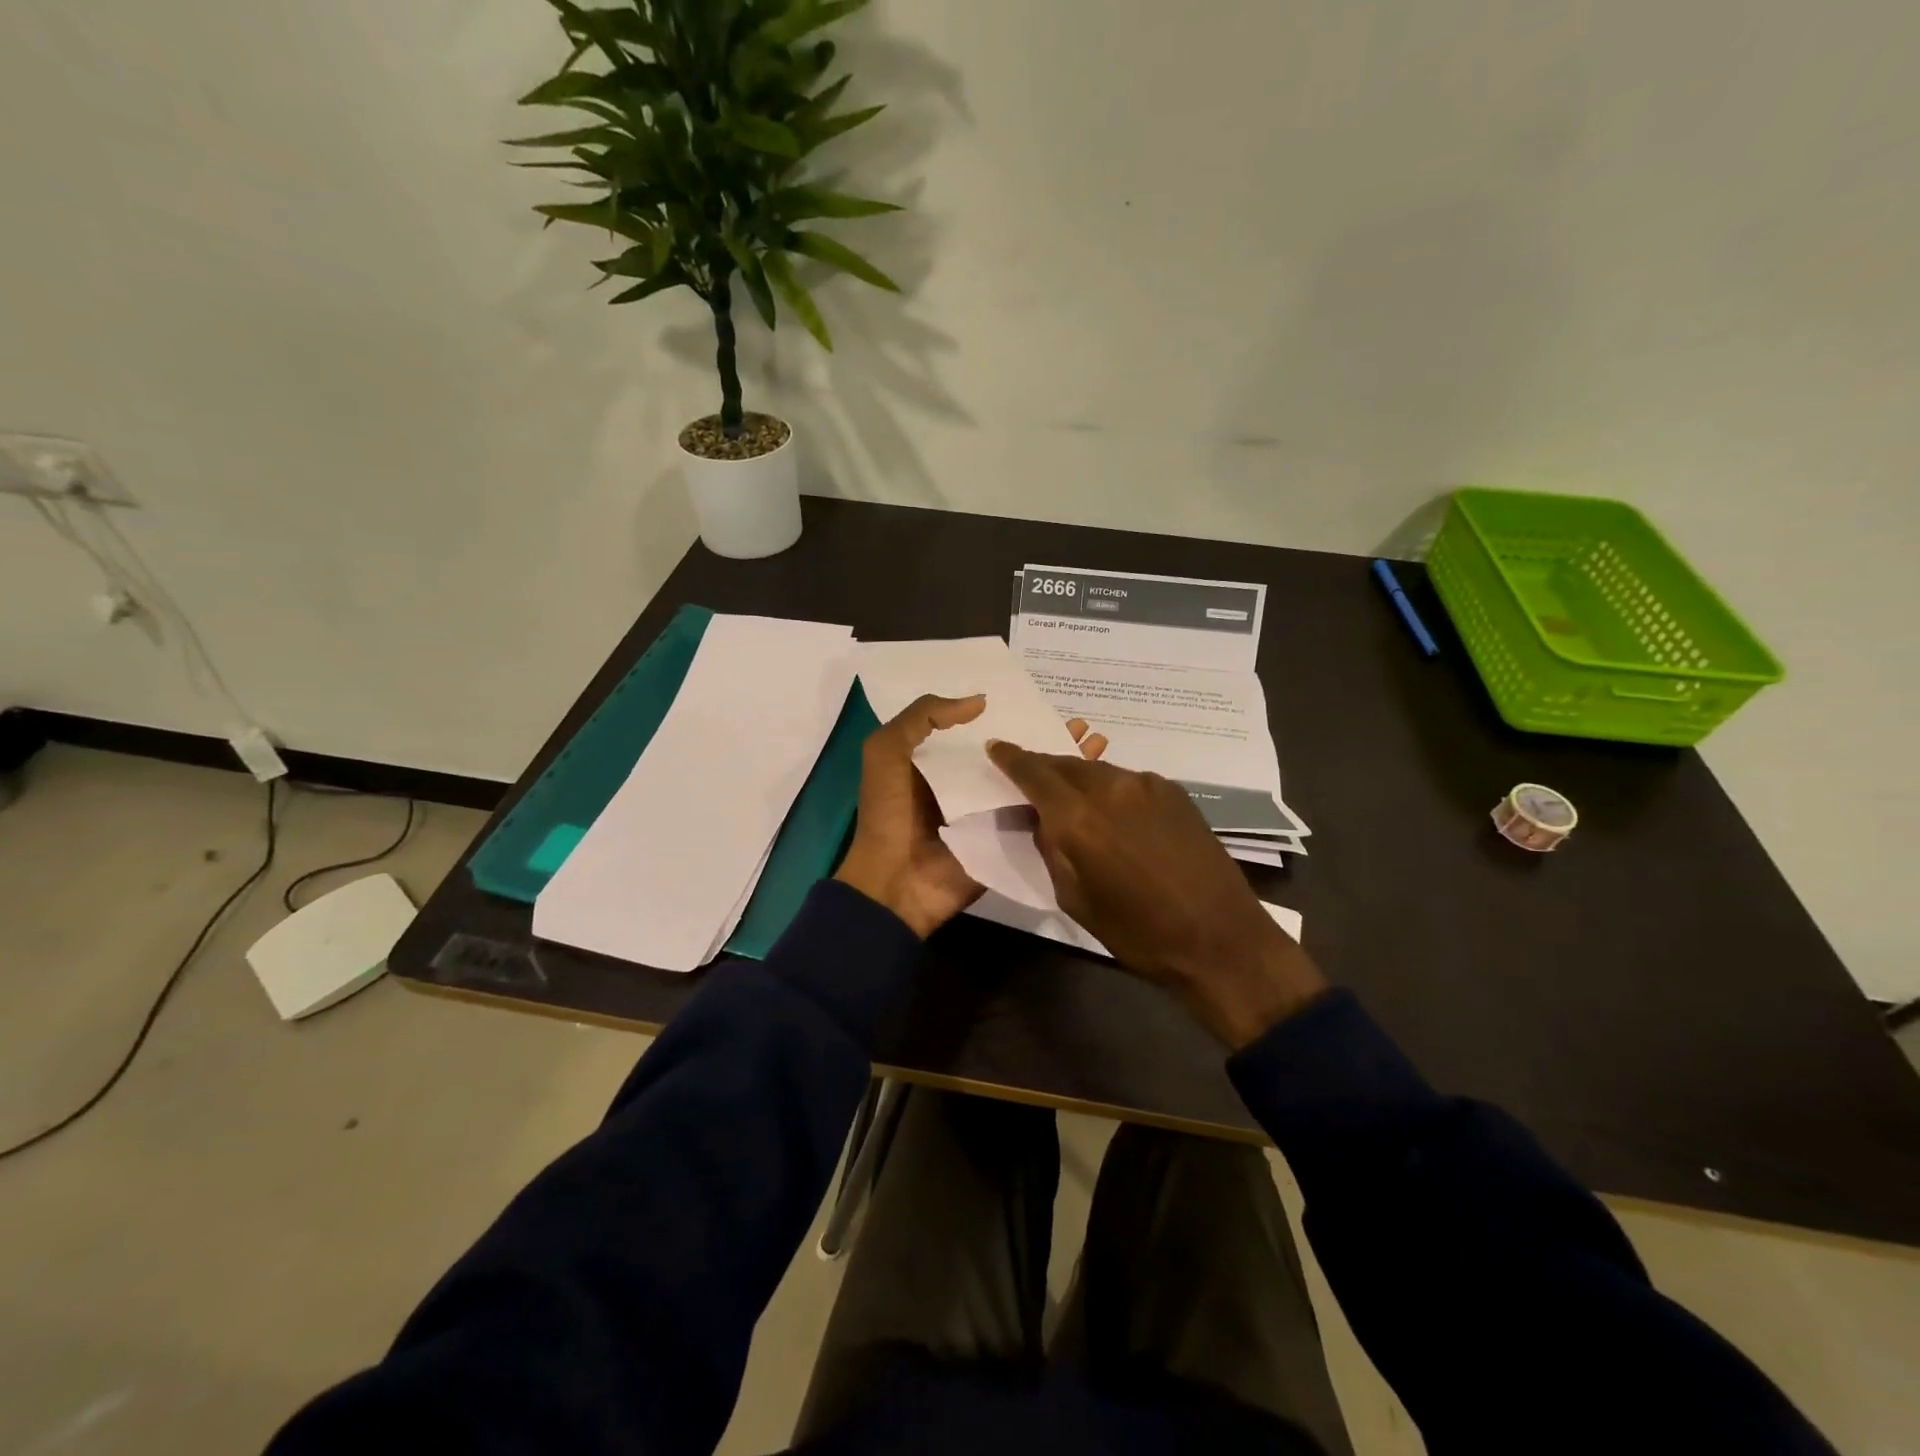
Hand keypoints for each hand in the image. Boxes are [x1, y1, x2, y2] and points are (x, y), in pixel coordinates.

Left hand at [835, 698, 1106, 937]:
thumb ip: (923, 717)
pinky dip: (1066, 800)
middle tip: (1081, 722)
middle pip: (1017, 753)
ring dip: (1064, 762)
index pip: (984, 729)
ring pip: (1035, 780)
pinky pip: (1040, 814)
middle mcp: (973, 783)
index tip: (1042, 697)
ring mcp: (994, 812)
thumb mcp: (886, 751)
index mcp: (943, 761)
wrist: (896, 882)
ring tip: (1098, 742)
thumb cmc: (888, 812)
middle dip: (1048, 736)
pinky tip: (1096, 782)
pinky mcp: (1010, 838)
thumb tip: (980, 702)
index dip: (1010, 712)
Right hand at [984, 743, 1327, 1047]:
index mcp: (1080, 818)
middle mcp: (1112, 788)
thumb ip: (1051, 849)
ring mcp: (1148, 785)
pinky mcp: (1175, 792)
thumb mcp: (1075, 899)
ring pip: (1098, 770)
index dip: (1011, 758)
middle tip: (1030, 779)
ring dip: (1078, 779)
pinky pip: (1128, 781)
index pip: (1034, 772)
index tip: (996, 747)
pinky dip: (1110, 789)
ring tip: (1071, 798)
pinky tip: (1114, 813)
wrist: (1221, 939)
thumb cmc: (1139, 933)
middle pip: (1066, 763)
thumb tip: (1041, 819)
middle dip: (1043, 767)